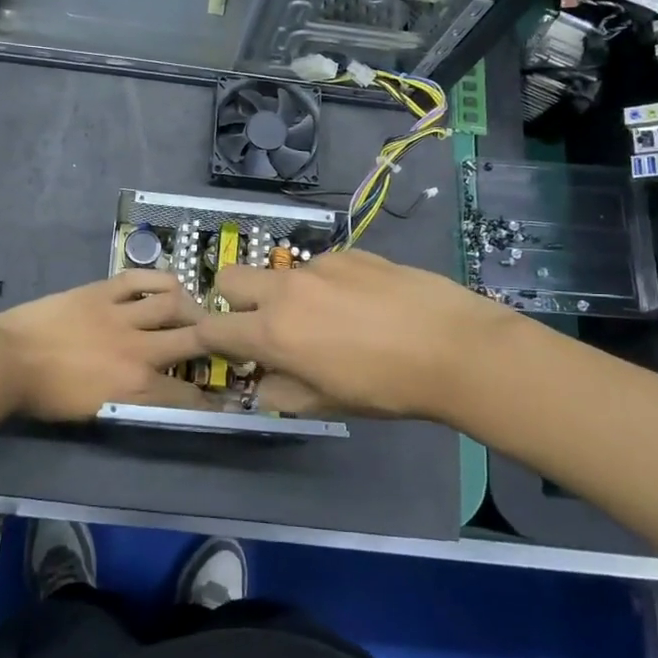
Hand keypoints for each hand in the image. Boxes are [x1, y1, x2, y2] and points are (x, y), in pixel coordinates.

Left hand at [0, 271, 206, 421]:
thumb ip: (133, 404)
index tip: (223, 399)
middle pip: (193, 340)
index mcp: (135, 388)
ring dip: (192, 307)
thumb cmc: (45, 396)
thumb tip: (157, 396)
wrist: (6, 363)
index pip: (186, 396)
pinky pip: (140, 278)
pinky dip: (159, 279)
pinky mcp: (102, 291)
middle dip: (215, 342)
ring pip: (173, 303)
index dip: (210, 400)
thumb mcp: (95, 412)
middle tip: (222, 341)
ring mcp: (121, 315)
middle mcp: (138, 350)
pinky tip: (170, 284)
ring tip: (196, 310)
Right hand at [195, 249, 514, 420]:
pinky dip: (326, 285)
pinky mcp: (351, 252)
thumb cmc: (386, 387)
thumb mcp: (326, 405)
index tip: (213, 347)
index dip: (203, 338)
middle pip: (230, 277)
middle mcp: (287, 289)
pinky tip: (364, 304)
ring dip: (288, 295)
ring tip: (333, 319)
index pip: (212, 328)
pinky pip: (321, 267)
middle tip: (264, 324)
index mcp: (274, 332)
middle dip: (233, 300)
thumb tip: (263, 381)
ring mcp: (320, 265)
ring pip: (281, 274)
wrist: (454, 347)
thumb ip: (281, 392)